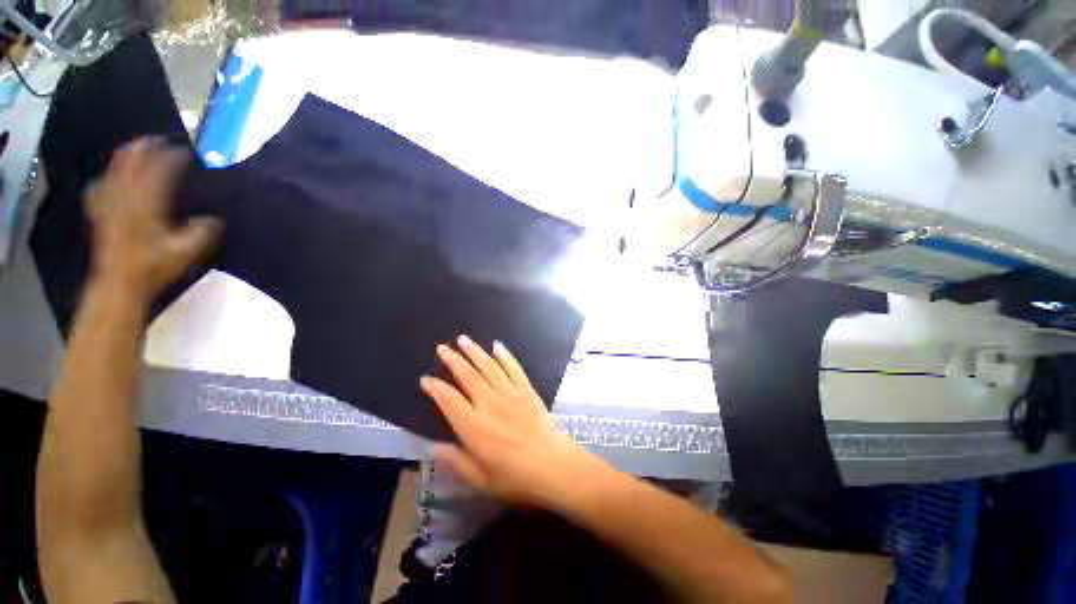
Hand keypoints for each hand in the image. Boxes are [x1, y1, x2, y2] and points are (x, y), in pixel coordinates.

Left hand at [85, 136, 221, 298]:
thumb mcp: (185, 252)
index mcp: (148, 206)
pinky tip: (104, 179)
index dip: (170, 160)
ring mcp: (111, 208)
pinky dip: (103, 182)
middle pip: (132, 168)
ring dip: (122, 160)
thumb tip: (215, 220)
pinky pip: (99, 193)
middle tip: (154, 139)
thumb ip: (201, 233)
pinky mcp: (101, 217)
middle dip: (143, 152)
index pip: (159, 175)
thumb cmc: (154, 267)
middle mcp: (126, 201)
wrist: (120, 283)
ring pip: (114, 175)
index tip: (183, 153)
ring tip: (131, 148)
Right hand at [421, 336, 600, 509]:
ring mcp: (510, 394)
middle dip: (453, 360)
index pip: (449, 400)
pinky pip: (514, 368)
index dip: (436, 388)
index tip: (426, 379)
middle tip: (442, 347)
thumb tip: (432, 446)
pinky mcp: (527, 390)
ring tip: (463, 339)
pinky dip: (505, 356)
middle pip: (468, 376)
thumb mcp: (479, 479)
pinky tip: (497, 346)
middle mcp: (489, 403)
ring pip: (489, 367)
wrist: (553, 466)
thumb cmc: (514, 478)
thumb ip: (455, 460)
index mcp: (473, 426)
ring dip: (475, 352)